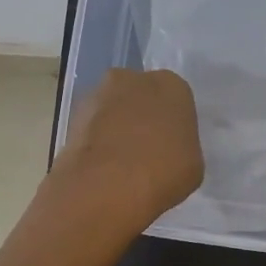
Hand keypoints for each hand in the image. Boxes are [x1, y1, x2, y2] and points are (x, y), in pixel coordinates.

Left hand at [50, 68, 203, 233]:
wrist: (106, 186)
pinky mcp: (72, 116)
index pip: (177, 99)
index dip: (174, 124)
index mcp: (171, 85)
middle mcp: (133, 78)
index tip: (172, 147)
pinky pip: (93, 127)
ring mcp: (98, 94)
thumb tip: (168, 151)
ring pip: (114, 109)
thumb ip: (182, 147)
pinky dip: (98, 142)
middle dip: (143, 118)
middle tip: (147, 151)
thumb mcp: (193, 164)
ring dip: (117, 128)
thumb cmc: (162, 171)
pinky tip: (103, 168)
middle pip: (142, 97)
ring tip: (121, 164)